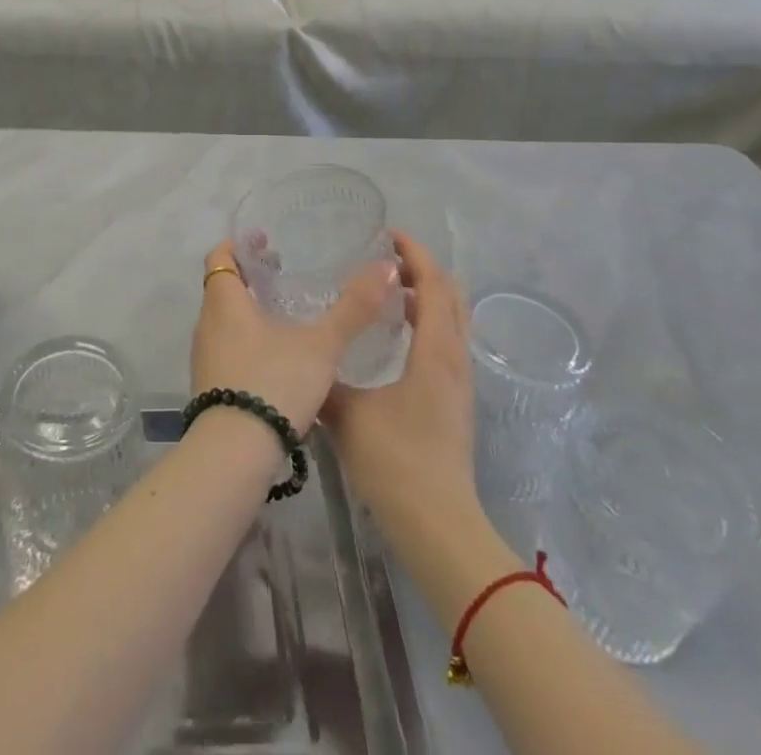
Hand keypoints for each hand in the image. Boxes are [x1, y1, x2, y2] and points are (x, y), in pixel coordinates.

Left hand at [191, 241, 395, 433]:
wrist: (235, 453)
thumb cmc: (274, 382)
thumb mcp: (321, 345)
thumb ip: (353, 308)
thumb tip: (385, 268)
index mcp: (225, 301)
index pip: (220, 257)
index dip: (238, 245)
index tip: (263, 242)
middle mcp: (206, 323)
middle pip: (222, 287)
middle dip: (250, 278)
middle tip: (283, 275)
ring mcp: (204, 357)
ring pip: (224, 320)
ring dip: (247, 311)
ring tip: (284, 315)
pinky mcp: (209, 385)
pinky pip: (225, 348)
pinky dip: (245, 340)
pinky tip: (275, 358)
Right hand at [322, 233, 477, 531]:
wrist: (438, 525)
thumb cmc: (394, 461)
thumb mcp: (346, 413)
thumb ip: (323, 377)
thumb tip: (300, 354)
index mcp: (435, 351)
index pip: (434, 284)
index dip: (415, 254)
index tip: (388, 234)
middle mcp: (455, 358)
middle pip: (451, 295)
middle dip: (423, 268)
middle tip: (386, 259)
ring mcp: (460, 381)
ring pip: (454, 319)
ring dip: (428, 294)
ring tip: (390, 290)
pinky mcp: (456, 399)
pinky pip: (449, 340)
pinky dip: (430, 320)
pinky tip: (400, 334)